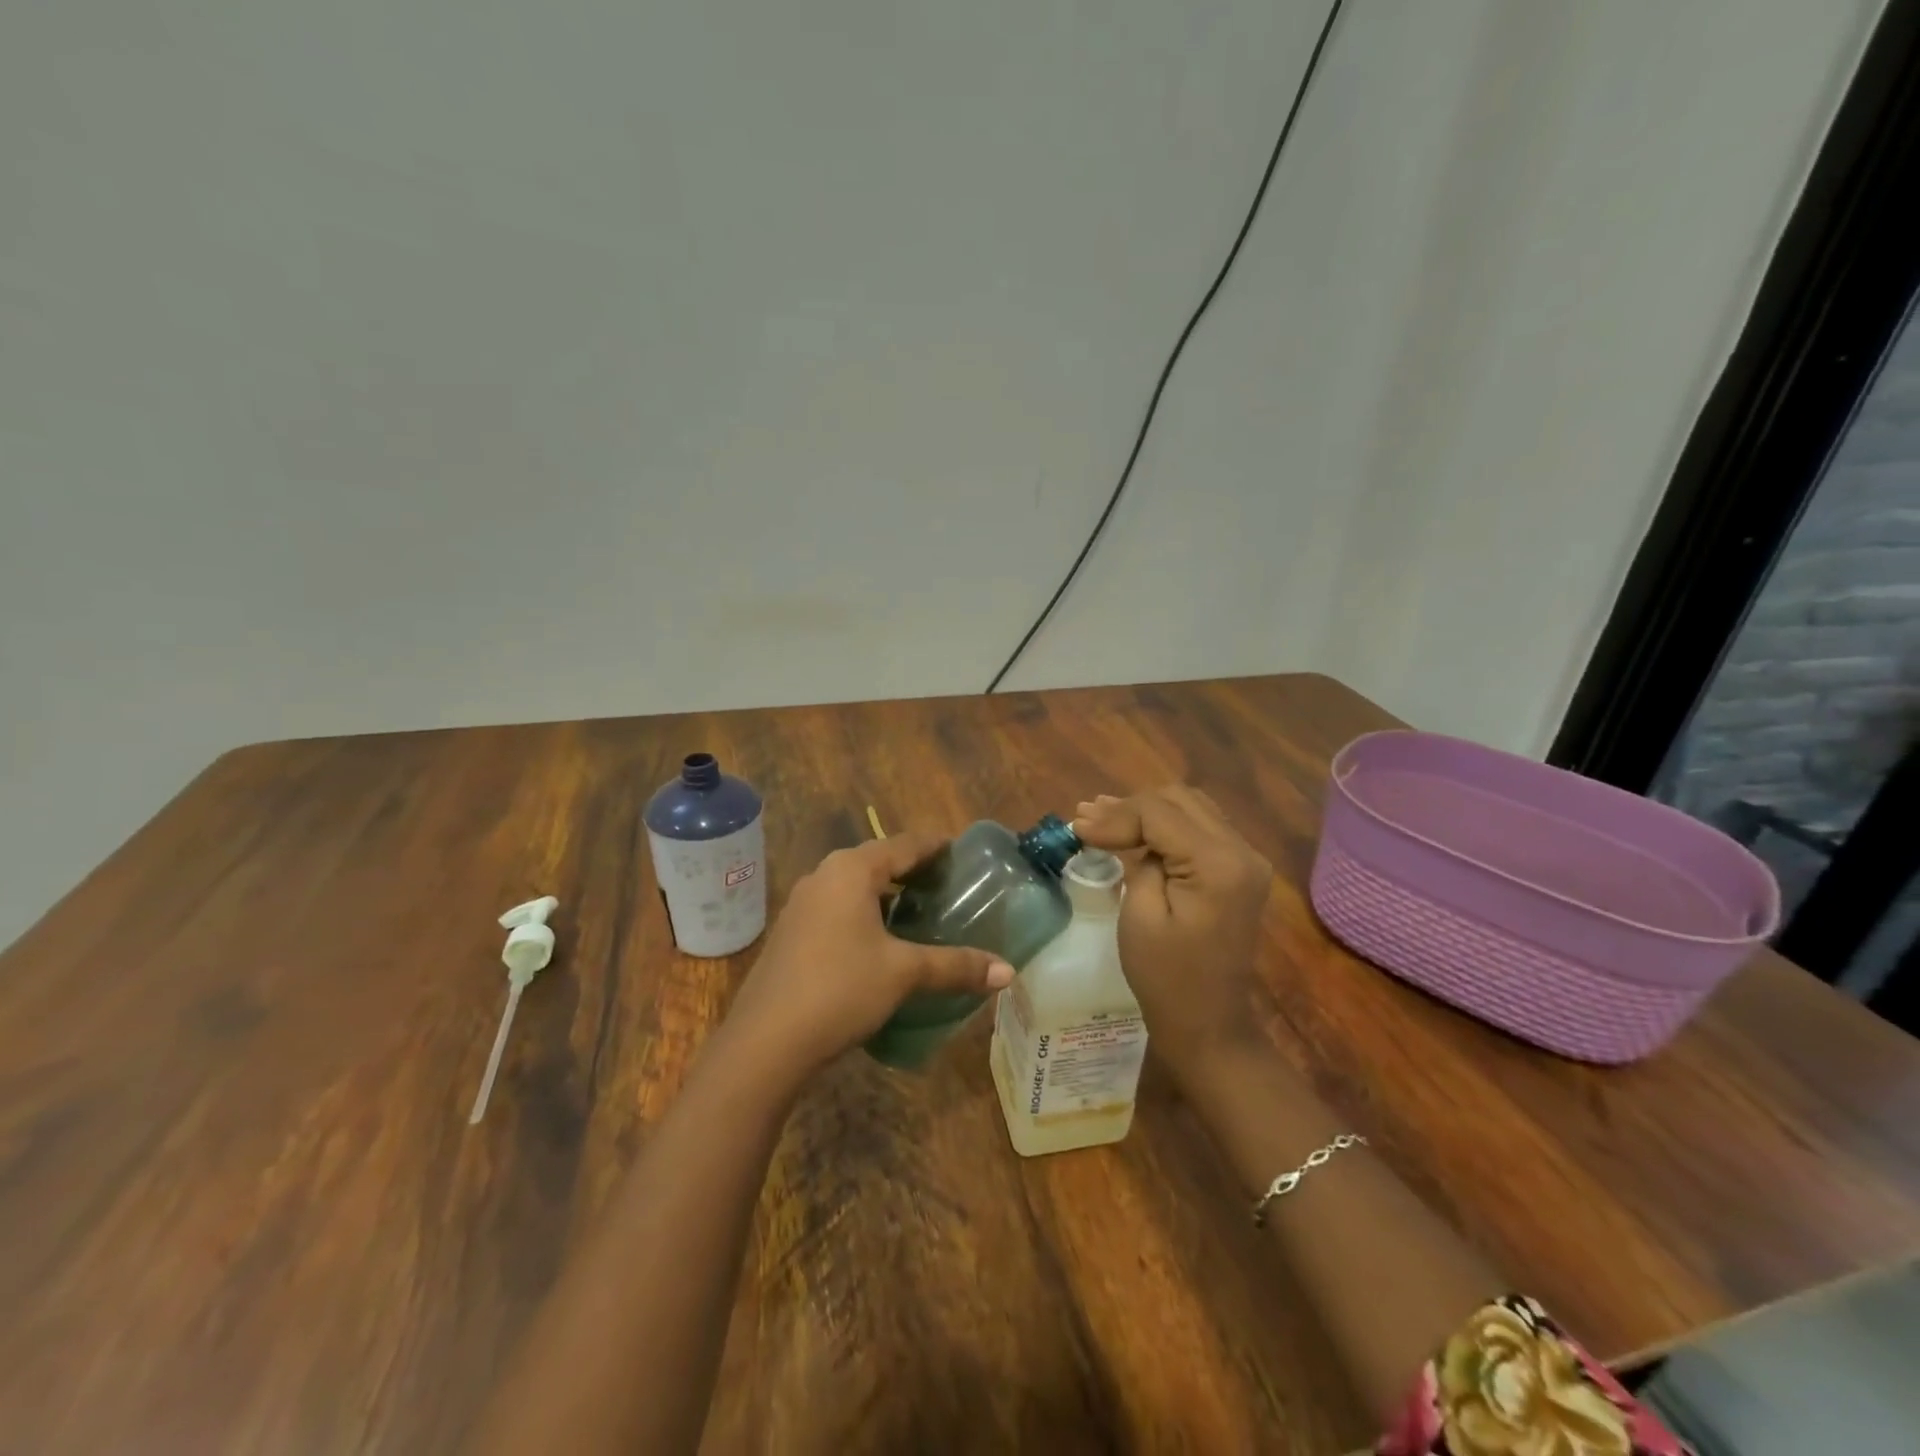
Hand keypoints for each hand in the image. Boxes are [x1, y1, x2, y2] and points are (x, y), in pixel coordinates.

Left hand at [721, 832, 1014, 1085]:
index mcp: (851, 871)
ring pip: (854, 887)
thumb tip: (1008, 972)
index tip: (961, 852)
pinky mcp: (791, 933)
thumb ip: (956, 966)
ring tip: (921, 912)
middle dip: (912, 870)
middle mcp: (823, 876)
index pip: (903, 844)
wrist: (765, 1041)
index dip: (934, 846)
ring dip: (886, 894)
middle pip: (877, 861)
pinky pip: (838, 909)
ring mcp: (802, 905)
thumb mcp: (904, 973)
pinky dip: (865, 914)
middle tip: (948, 885)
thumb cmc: (839, 989)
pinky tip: (882, 942)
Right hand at [1071, 787, 1274, 1090]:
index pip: (1160, 814)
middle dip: (1129, 807)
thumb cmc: (1166, 977)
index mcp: (1219, 864)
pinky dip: (1165, 824)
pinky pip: (1200, 828)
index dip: (1115, 815)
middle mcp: (1242, 852)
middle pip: (1178, 800)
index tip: (1076, 825)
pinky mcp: (1240, 870)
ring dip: (1146, 810)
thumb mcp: (1140, 915)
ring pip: (1190, 808)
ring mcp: (1246, 859)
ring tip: (1101, 815)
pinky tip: (1134, 828)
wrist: (1208, 1024)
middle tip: (1085, 817)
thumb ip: (1138, 860)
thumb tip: (1123, 828)